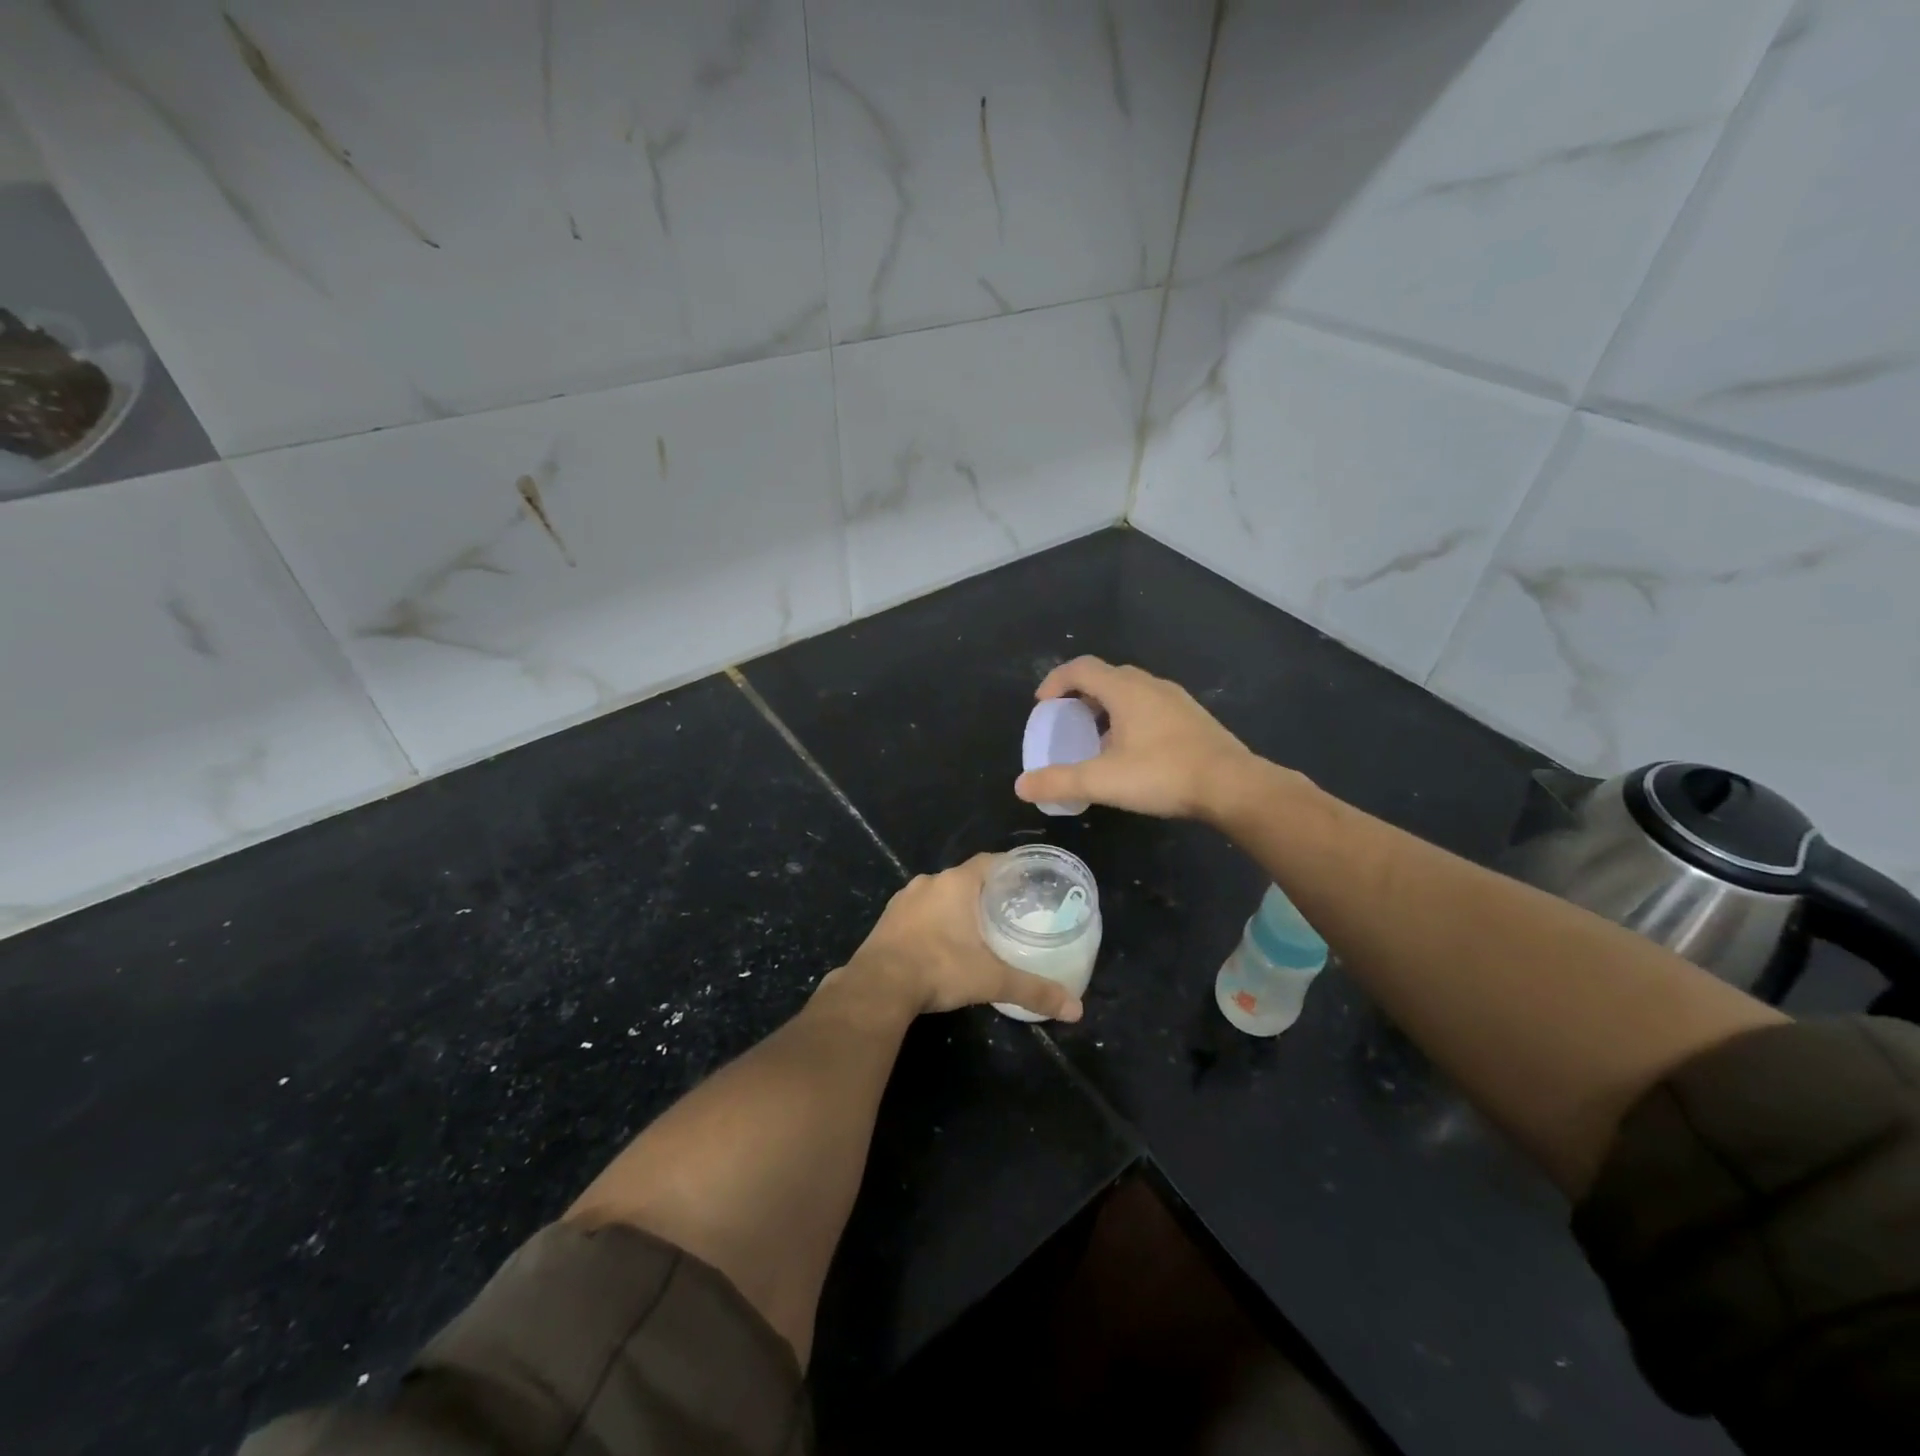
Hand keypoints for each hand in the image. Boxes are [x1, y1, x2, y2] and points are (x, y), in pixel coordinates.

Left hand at [836, 855, 1083, 1021]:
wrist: (878, 986)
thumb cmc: (940, 968)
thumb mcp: (992, 980)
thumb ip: (1033, 990)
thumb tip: (1076, 1009)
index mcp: (956, 883)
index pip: (990, 862)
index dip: (1010, 869)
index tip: (1027, 882)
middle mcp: (929, 882)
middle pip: (965, 878)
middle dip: (985, 891)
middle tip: (1008, 910)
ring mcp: (904, 899)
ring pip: (939, 894)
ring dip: (956, 906)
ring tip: (977, 927)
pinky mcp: (887, 919)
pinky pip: (918, 911)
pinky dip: (933, 920)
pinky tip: (942, 942)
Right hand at [1013, 657, 1259, 822]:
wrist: (1233, 786)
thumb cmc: (1163, 774)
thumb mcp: (1103, 781)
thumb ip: (1059, 781)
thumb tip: (1020, 786)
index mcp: (1124, 689)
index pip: (1080, 668)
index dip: (1055, 681)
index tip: (1042, 705)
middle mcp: (1149, 685)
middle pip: (1106, 676)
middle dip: (1080, 694)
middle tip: (1066, 720)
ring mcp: (1175, 699)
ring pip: (1131, 691)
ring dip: (1106, 706)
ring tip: (1096, 738)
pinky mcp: (1192, 717)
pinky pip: (1151, 706)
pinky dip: (1130, 717)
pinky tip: (1133, 751)